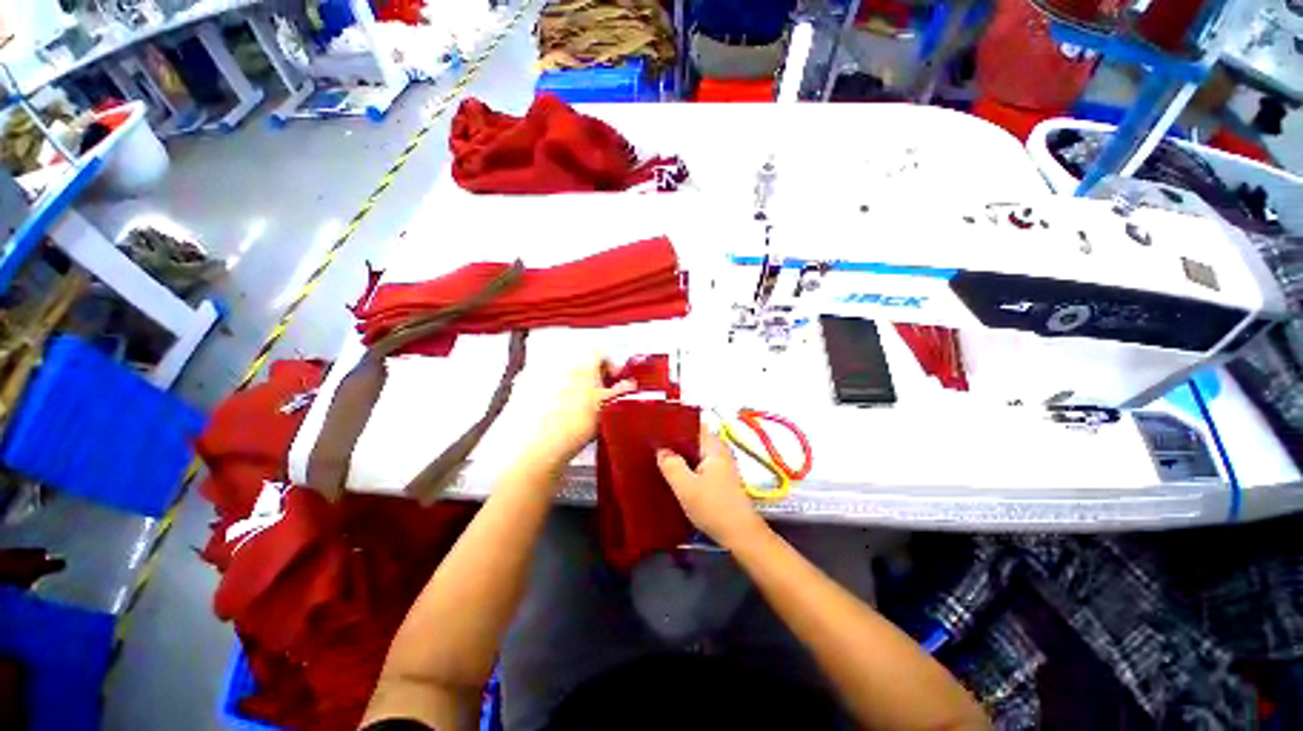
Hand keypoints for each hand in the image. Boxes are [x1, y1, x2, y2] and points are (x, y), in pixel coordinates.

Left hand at [534, 355, 634, 462]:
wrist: (534, 446)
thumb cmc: (572, 424)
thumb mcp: (608, 407)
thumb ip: (621, 391)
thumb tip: (628, 386)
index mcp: (582, 358)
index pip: (602, 353)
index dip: (613, 369)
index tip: (616, 384)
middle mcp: (558, 358)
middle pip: (580, 361)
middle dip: (591, 377)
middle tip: (599, 397)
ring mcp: (536, 371)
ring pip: (561, 372)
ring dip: (571, 384)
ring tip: (578, 409)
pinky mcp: (520, 387)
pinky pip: (542, 384)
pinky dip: (551, 394)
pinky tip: (557, 414)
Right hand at [657, 427, 767, 547]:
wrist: (740, 534)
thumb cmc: (713, 507)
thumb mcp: (686, 488)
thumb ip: (672, 466)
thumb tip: (661, 451)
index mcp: (713, 447)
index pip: (694, 425)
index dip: (676, 424)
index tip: (658, 427)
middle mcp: (719, 451)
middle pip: (695, 438)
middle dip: (676, 440)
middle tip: (654, 443)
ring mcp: (722, 465)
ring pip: (697, 453)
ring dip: (682, 454)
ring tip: (660, 456)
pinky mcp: (720, 478)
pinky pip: (700, 464)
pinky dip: (688, 466)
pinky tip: (675, 473)